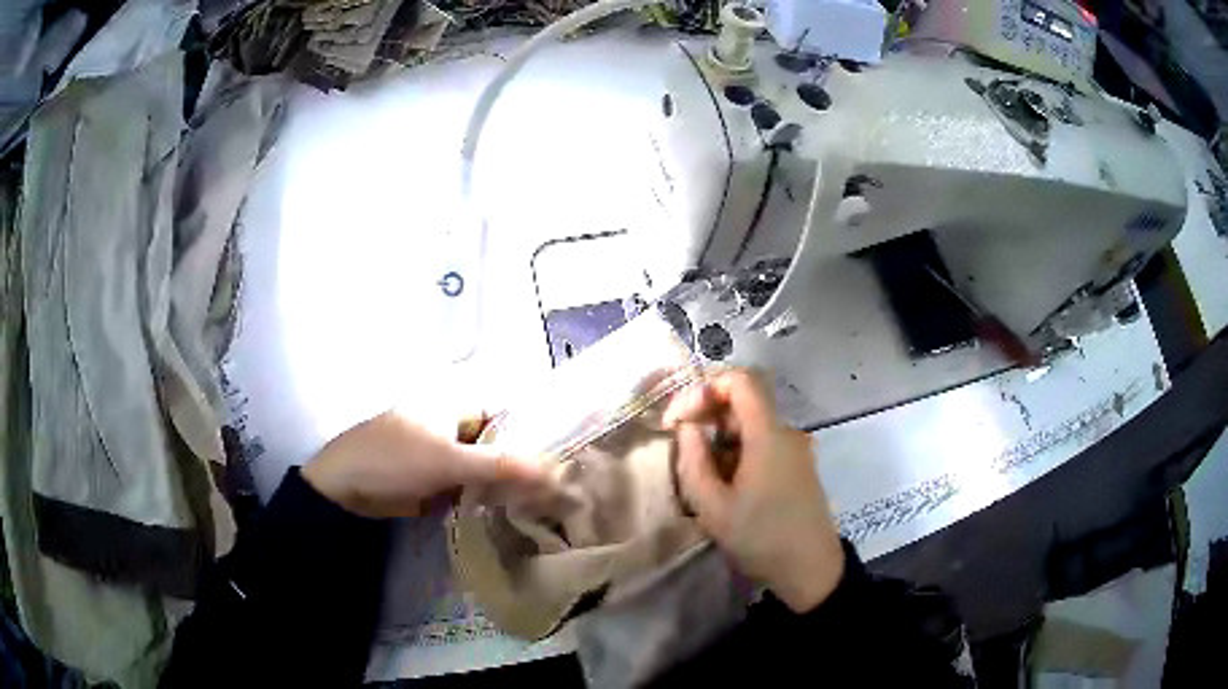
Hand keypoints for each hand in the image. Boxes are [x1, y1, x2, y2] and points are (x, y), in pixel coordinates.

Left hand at [301, 411, 548, 518]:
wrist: (344, 490)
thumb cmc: (392, 460)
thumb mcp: (448, 461)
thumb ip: (501, 466)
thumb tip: (556, 472)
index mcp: (456, 403)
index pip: (510, 415)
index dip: (537, 437)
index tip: (565, 464)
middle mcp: (455, 424)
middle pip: (500, 443)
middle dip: (525, 466)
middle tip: (559, 491)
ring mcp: (445, 453)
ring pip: (487, 467)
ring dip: (508, 485)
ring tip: (544, 506)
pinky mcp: (437, 479)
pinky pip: (471, 485)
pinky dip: (487, 497)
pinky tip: (511, 513)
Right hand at [664, 369, 844, 612]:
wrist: (811, 569)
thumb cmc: (760, 538)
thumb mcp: (713, 507)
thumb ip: (693, 460)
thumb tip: (687, 427)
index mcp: (768, 434)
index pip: (739, 380)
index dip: (703, 389)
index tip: (678, 420)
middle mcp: (786, 432)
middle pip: (744, 400)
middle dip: (707, 415)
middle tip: (682, 447)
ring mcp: (796, 448)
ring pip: (751, 424)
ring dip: (721, 436)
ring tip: (701, 473)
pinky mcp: (798, 465)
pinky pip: (763, 442)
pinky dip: (738, 450)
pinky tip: (725, 483)